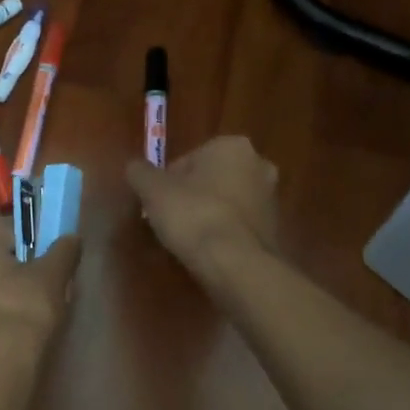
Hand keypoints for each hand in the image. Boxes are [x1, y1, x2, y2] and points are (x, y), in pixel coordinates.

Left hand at [0, 220, 81, 354]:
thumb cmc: (22, 304)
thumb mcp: (52, 273)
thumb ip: (64, 249)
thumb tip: (72, 238)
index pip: (9, 229)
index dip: (35, 243)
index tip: (51, 261)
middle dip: (17, 264)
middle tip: (44, 283)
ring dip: (5, 285)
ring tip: (32, 305)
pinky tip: (14, 321)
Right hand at [125, 135, 279, 276]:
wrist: (236, 263)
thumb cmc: (193, 215)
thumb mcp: (153, 190)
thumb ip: (140, 172)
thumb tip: (135, 167)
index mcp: (231, 146)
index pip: (187, 160)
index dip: (166, 182)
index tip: (156, 203)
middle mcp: (258, 165)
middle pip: (210, 178)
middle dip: (190, 195)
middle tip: (169, 219)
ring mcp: (271, 198)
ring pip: (226, 201)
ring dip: (208, 213)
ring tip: (187, 238)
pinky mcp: (275, 229)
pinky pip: (238, 224)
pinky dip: (224, 232)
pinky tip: (208, 250)